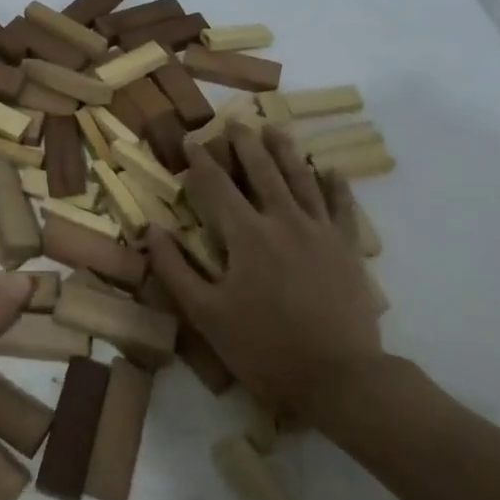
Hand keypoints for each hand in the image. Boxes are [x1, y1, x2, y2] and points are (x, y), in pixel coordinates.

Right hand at [146, 119, 386, 431]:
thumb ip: (175, 269)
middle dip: (244, 144)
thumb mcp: (206, 315)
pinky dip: (335, 185)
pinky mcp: (347, 247)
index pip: (216, 186)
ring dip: (285, 151)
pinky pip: (341, 206)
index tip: (191, 141)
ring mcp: (319, 231)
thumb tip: (152, 230)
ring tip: (274, 129)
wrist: (341, 378)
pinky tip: (331, 169)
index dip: (201, 161)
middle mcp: (283, 220)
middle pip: (261, 170)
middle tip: (235, 122)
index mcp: (246, 235)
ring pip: (300, 178)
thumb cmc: (265, 348)